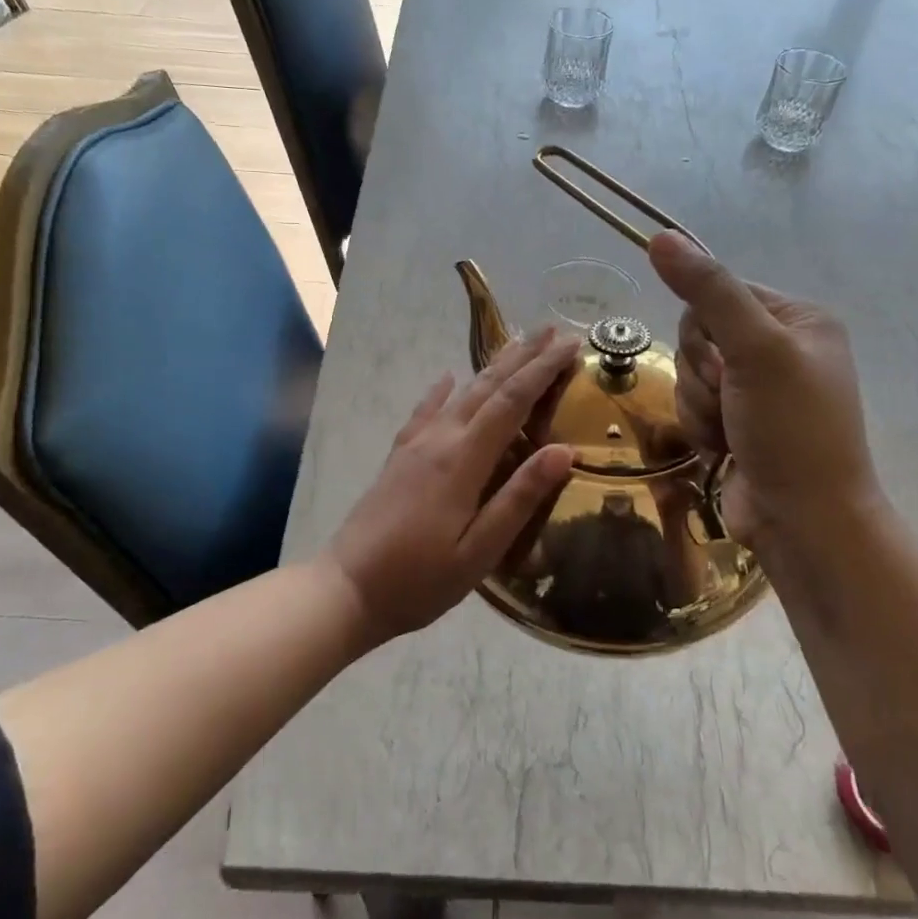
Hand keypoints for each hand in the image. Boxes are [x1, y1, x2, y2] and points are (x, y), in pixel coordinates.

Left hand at [327, 329, 579, 641]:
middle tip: (552, 330)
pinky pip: (425, 412)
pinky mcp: (398, 457)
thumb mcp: (480, 551)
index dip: (542, 370)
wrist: (347, 588)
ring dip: (491, 366)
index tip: (570, 345)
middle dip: (522, 357)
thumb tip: (564, 451)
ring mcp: (415, 445)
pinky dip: (441, 391)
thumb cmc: (420, 579)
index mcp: (463, 460)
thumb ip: (520, 498)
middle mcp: (439, 440)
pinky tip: (448, 377)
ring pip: (460, 394)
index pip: (511, 402)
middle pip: (487, 387)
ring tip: (516, 343)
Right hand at [647, 232, 880, 553]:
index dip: (706, 329)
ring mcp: (757, 388)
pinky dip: (699, 426)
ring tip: (730, 433)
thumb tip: (661, 236)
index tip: (725, 363)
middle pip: (698, 335)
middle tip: (731, 399)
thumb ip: (709, 291)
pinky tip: (723, 450)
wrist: (804, 522)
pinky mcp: (737, 421)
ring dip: (699, 405)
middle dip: (703, 374)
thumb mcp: (755, 350)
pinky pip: (692, 404)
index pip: (718, 293)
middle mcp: (779, 347)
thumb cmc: (792, 430)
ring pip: (689, 372)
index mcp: (798, 319)